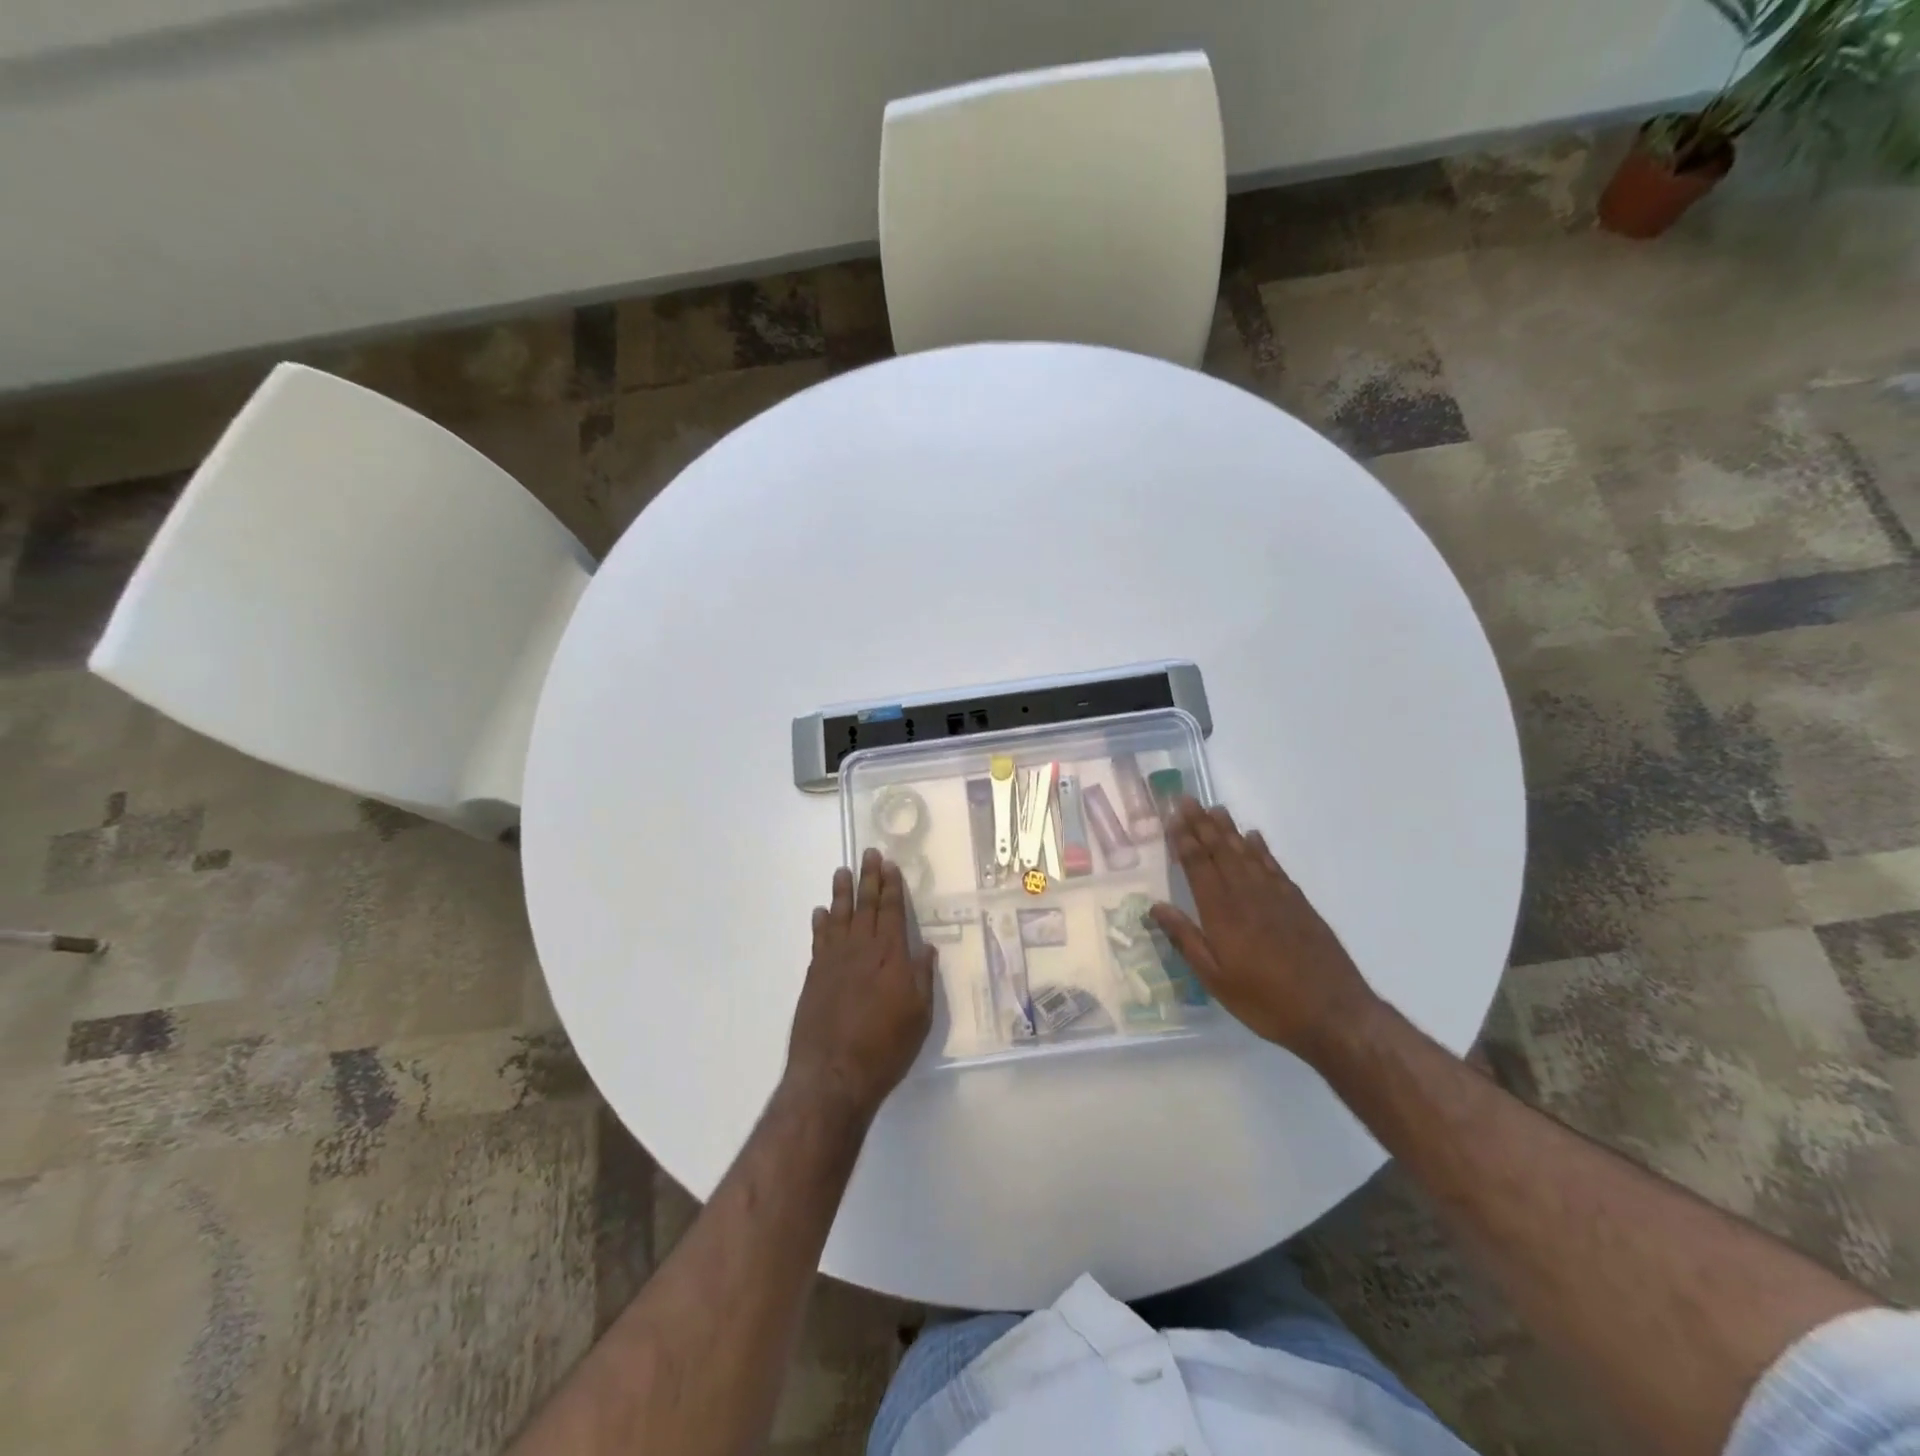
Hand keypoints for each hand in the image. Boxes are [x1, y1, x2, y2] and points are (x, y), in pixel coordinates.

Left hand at [786, 849, 935, 1117]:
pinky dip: (821, 922)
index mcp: (891, 957)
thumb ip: (922, 978)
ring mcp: (834, 960)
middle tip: (868, 853)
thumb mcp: (919, 1017)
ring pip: (840, 916)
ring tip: (842, 870)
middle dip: (869, 878)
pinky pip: (819, 939)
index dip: (892, 888)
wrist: (833, 1074)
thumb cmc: (885, 1048)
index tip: (890, 865)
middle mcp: (862, 950)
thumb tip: (925, 948)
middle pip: (867, 906)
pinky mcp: (814, 975)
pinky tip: (821, 912)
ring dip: (842, 892)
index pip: (893, 912)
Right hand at [1150, 800, 1378, 1061]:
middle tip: (1188, 799)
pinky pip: (1273, 866)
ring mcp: (1275, 896)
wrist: (1333, 1014)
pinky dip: (1261, 849)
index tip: (1173, 815)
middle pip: (1221, 851)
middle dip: (1202, 824)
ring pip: (1247, 853)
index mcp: (1222, 912)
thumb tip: (1155, 906)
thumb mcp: (1214, 979)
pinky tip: (1254, 838)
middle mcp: (1247, 895)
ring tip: (1216, 809)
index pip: (1199, 865)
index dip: (1184, 839)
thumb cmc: (1265, 1001)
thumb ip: (1185, 939)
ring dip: (1229, 830)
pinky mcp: (1298, 904)